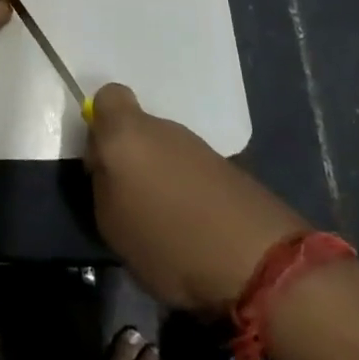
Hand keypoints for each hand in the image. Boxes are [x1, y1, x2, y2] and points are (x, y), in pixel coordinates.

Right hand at [85, 83, 308, 313]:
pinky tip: (193, 228)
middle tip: (130, 201)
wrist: (258, 262)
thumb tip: (108, 169)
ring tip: (164, 223)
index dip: (100, 124)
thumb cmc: (168, 242)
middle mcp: (161, 127)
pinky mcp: (228, 168)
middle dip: (131, 157)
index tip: (101, 162)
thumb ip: (102, 184)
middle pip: (136, 128)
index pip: (107, 96)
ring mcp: (198, 146)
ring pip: (165, 150)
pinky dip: (188, 192)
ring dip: (161, 176)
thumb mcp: (111, 224)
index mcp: (126, 133)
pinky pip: (192, 171)